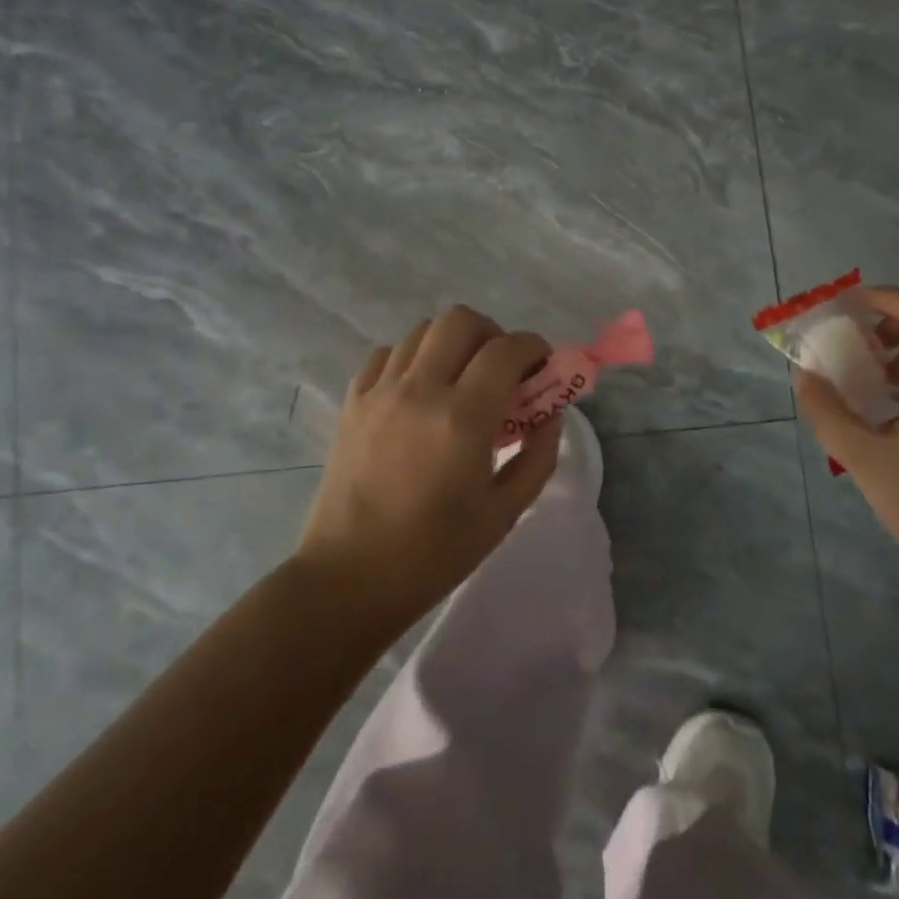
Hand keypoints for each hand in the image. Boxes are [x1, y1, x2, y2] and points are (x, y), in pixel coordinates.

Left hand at [295, 305, 562, 636]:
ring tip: (461, 379)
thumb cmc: (434, 554)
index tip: (543, 365)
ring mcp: (380, 391)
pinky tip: (419, 391)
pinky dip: (411, 359)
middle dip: (492, 333)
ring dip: (452, 343)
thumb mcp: (503, 513)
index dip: (533, 347)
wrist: (349, 578)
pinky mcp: (352, 401)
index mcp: (462, 418)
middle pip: (461, 321)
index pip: (506, 350)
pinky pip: (386, 355)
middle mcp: (419, 390)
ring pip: (422, 330)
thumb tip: (550, 415)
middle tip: (502, 369)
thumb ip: (537, 456)